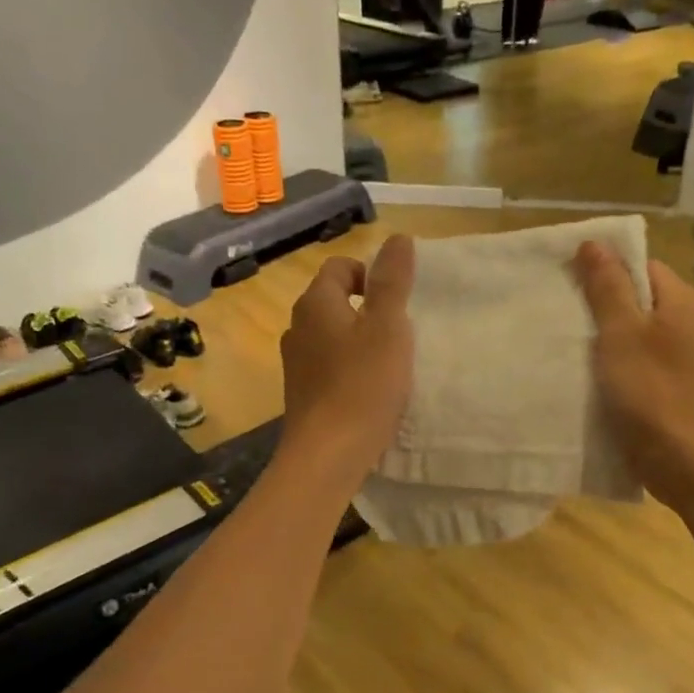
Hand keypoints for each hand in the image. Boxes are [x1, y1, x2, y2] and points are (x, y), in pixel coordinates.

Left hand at [279, 235, 415, 490]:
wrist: (327, 454)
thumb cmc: (363, 385)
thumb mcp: (388, 327)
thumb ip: (393, 281)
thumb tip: (398, 238)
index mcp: (316, 304)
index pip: (339, 268)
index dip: (370, 275)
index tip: (396, 302)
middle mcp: (297, 328)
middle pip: (333, 302)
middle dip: (367, 310)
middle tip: (398, 333)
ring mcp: (295, 363)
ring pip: (331, 337)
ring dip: (358, 342)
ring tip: (387, 365)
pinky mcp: (301, 394)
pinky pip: (328, 367)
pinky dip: (348, 370)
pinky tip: (369, 392)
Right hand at [574, 241, 693, 512]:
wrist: (691, 465)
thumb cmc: (655, 392)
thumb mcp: (622, 334)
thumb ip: (607, 288)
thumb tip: (594, 241)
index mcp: (687, 301)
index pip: (642, 267)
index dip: (605, 272)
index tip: (567, 286)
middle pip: (640, 302)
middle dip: (602, 309)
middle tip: (561, 318)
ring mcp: (688, 360)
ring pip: (639, 337)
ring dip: (607, 343)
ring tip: (568, 349)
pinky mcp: (677, 390)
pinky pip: (642, 366)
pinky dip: (618, 370)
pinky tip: (590, 380)